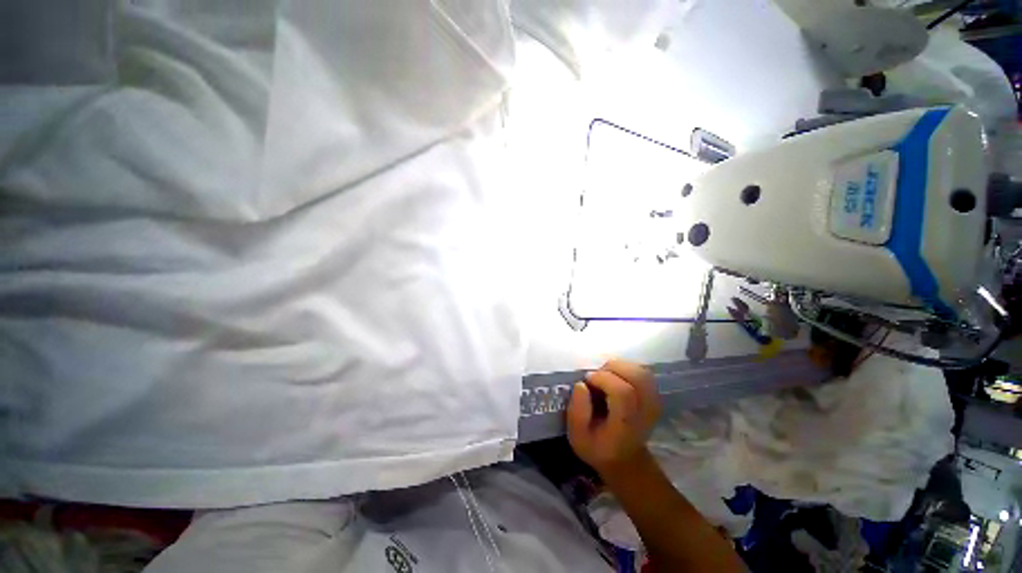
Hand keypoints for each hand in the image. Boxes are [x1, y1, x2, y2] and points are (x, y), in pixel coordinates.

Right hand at [567, 360, 660, 477]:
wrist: (625, 458)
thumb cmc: (597, 446)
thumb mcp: (577, 436)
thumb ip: (577, 412)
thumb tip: (581, 384)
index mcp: (626, 425)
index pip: (623, 393)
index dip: (603, 379)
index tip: (587, 380)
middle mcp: (645, 413)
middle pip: (637, 377)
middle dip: (612, 369)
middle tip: (597, 377)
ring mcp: (654, 403)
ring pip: (641, 372)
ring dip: (619, 367)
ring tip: (605, 377)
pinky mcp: (654, 396)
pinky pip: (643, 373)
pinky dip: (626, 369)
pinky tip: (614, 378)